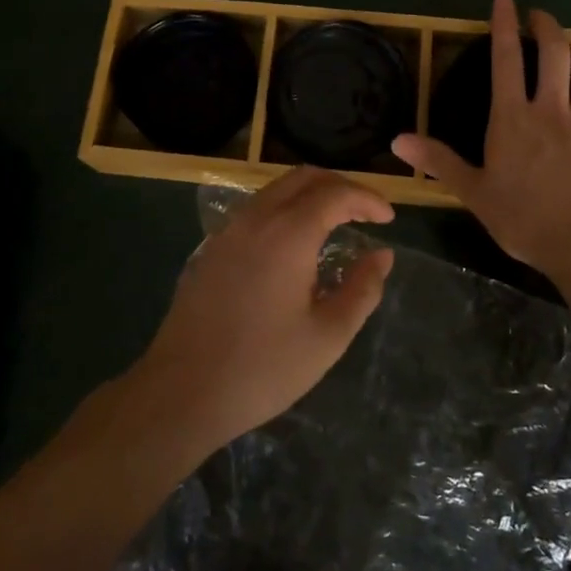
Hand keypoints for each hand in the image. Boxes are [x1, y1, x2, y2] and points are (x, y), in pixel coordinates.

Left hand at [129, 166, 394, 458]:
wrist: (182, 391)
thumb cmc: (263, 367)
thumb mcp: (328, 336)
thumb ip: (362, 289)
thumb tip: (382, 255)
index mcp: (288, 233)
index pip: (335, 193)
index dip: (367, 199)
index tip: (389, 218)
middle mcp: (256, 218)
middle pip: (304, 178)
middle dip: (340, 187)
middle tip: (366, 213)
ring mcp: (228, 231)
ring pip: (276, 190)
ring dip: (310, 196)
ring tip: (336, 225)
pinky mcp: (211, 249)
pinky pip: (256, 210)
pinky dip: (285, 211)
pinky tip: (294, 246)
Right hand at [394, 0, 570, 276]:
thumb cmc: (523, 219)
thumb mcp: (473, 192)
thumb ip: (438, 161)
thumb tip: (396, 141)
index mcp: (513, 118)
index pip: (506, 58)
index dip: (504, 24)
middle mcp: (552, 109)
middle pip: (556, 51)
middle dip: (547, 25)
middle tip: (539, 17)